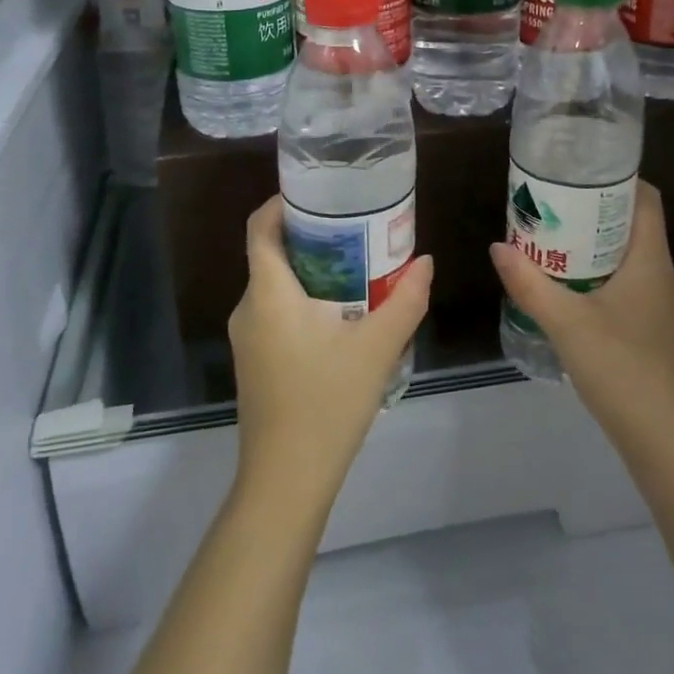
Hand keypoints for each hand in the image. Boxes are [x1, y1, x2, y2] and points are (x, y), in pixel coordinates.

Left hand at [229, 197, 432, 514]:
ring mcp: (247, 338)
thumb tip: (425, 262)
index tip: (319, 193)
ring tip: (357, 265)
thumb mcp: (377, 347)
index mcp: (268, 293)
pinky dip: (304, 298)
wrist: (286, 480)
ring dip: (311, 269)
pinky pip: (276, 312)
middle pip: (271, 254)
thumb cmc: (327, 402)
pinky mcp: (255, 361)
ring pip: (276, 285)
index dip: (282, 202)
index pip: (261, 228)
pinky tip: (342, 313)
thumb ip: (405, 300)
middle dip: (310, 235)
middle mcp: (249, 308)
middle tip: (355, 227)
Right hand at [489, 182, 673, 444]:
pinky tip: (563, 281)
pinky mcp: (645, 325)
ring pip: (623, 253)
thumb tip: (498, 246)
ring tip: (549, 233)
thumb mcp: (566, 321)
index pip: (646, 198)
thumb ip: (529, 283)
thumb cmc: (621, 365)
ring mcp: (653, 301)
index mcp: (648, 259)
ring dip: (591, 240)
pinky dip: (593, 270)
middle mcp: (656, 272)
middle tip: (551, 199)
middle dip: (593, 206)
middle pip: (630, 222)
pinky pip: (620, 279)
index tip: (578, 169)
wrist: (661, 435)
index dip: (618, 177)